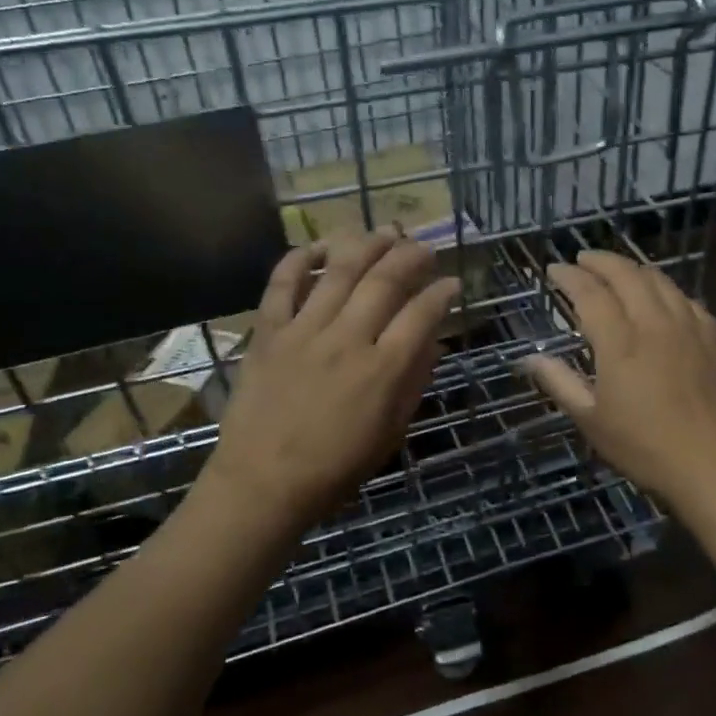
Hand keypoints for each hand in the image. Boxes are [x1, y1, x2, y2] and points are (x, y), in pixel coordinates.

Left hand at [200, 230, 459, 530]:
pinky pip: (282, 284)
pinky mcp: (269, 332)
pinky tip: (319, 245)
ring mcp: (304, 331)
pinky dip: (300, 259)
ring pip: (340, 271)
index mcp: (383, 369)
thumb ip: (413, 382)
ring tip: (384, 231)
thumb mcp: (391, 433)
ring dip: (366, 245)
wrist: (262, 484)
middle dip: (411, 256)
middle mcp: (347, 339)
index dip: (443, 293)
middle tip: (424, 247)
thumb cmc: (335, 469)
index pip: (422, 314)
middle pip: (385, 281)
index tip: (453, 282)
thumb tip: (431, 342)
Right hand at [521, 250, 715, 507]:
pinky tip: (661, 298)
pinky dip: (664, 289)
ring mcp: (691, 327)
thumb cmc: (645, 448)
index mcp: (621, 343)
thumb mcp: (592, 421)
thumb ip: (560, 383)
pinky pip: (686, 299)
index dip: (570, 277)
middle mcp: (656, 324)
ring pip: (660, 280)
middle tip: (583, 260)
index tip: (555, 270)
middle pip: (627, 275)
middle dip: (600, 261)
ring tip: (617, 271)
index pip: (591, 294)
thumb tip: (531, 358)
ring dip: (633, 269)